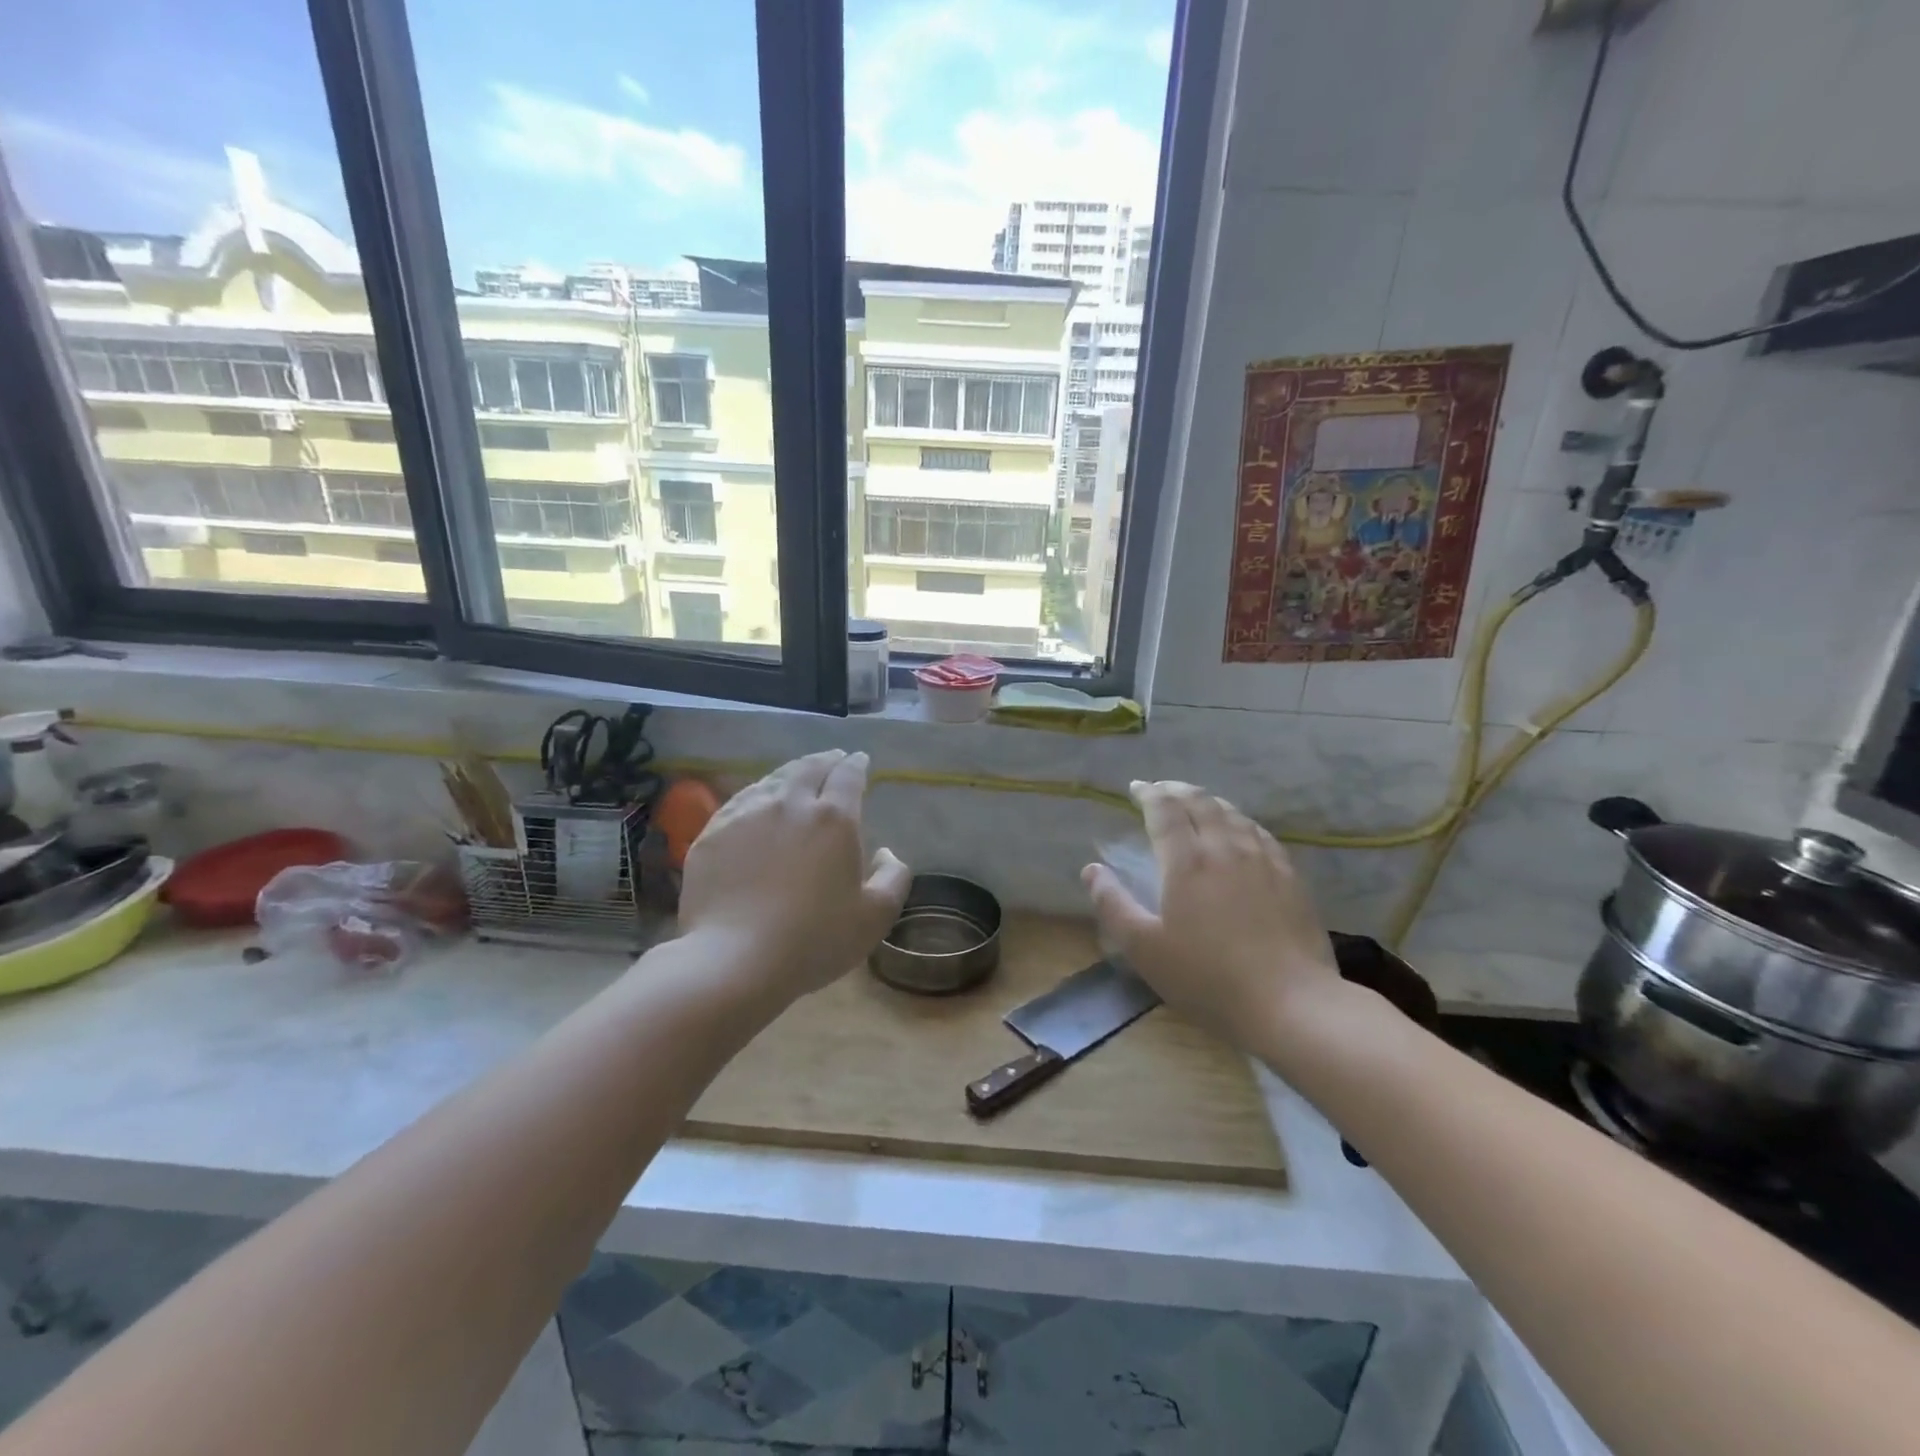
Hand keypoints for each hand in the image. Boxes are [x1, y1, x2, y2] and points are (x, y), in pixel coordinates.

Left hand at [676, 749, 910, 1002]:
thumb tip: (886, 852)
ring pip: (772, 780)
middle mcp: (790, 804)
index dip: (856, 764)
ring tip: (796, 776)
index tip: (860, 760)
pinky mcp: (713, 832)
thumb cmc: (814, 940)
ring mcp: (746, 815)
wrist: (734, 960)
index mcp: (834, 819)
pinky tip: (757, 802)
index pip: (848, 776)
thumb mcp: (875, 917)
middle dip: (825, 760)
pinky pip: (739, 801)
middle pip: (809, 768)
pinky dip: (757, 794)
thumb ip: (893, 878)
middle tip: (832, 759)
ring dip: (790, 773)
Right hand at [1082, 781, 1339, 1046]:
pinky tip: (1239, 830)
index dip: (1148, 794)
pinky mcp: (1290, 876)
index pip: (1165, 810)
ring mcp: (1263, 859)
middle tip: (1161, 789)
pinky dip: (1239, 820)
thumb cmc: (1208, 979)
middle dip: (1176, 790)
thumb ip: (1113, 904)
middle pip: (1200, 802)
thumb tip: (1092, 869)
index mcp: (1187, 861)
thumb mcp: (1145, 949)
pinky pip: (1260, 833)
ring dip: (1208, 801)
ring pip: (1232, 813)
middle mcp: (1225, 848)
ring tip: (1195, 803)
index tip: (1135, 789)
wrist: (1292, 1004)